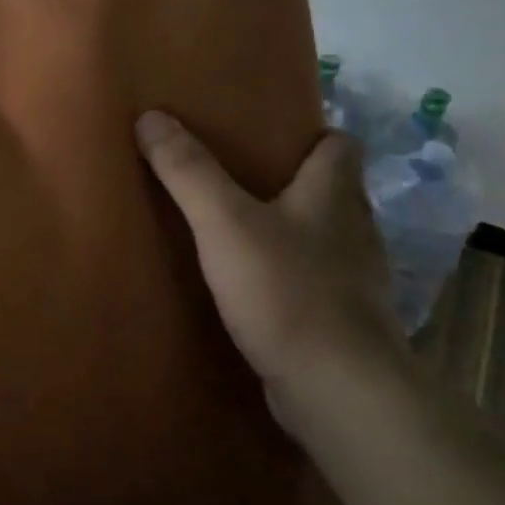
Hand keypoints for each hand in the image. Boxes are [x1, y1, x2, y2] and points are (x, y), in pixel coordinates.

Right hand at [135, 112, 403, 415]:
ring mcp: (354, 279)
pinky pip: (316, 281)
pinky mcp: (343, 321)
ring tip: (240, 230)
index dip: (312, 134)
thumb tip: (150, 115)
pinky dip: (291, 275)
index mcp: (334, 194)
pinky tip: (256, 287)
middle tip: (239, 177)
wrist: (338, 389)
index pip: (340, 144)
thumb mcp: (224, 223)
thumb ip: (188, 172)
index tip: (270, 135)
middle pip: (331, 189)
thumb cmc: (286, 291)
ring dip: (291, 230)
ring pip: (324, 237)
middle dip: (292, 180)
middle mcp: (353, 230)